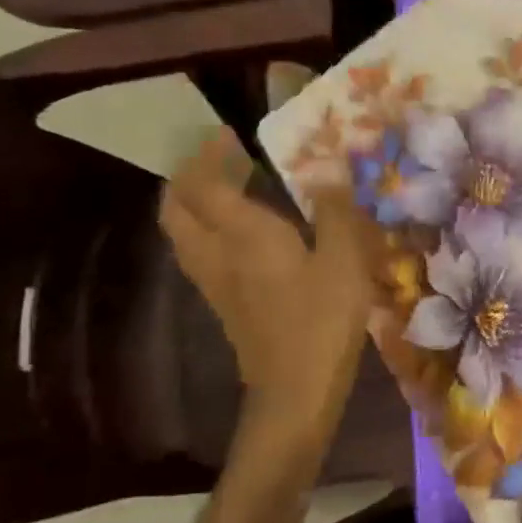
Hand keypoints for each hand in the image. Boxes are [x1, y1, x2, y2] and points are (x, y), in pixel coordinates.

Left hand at [159, 134, 376, 455]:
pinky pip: (198, 251)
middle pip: (177, 205)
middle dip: (190, 175)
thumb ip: (335, 211)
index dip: (211, 153)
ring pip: (182, 230)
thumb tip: (330, 170)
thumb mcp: (344, 260)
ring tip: (229, 190)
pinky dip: (206, 228)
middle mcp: (216, 252)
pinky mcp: (222, 302)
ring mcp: (213, 280)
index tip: (230, 134)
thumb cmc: (323, 320)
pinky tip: (242, 233)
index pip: (205, 182)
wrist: (295, 388)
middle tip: (221, 160)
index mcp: (243, 234)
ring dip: (194, 202)